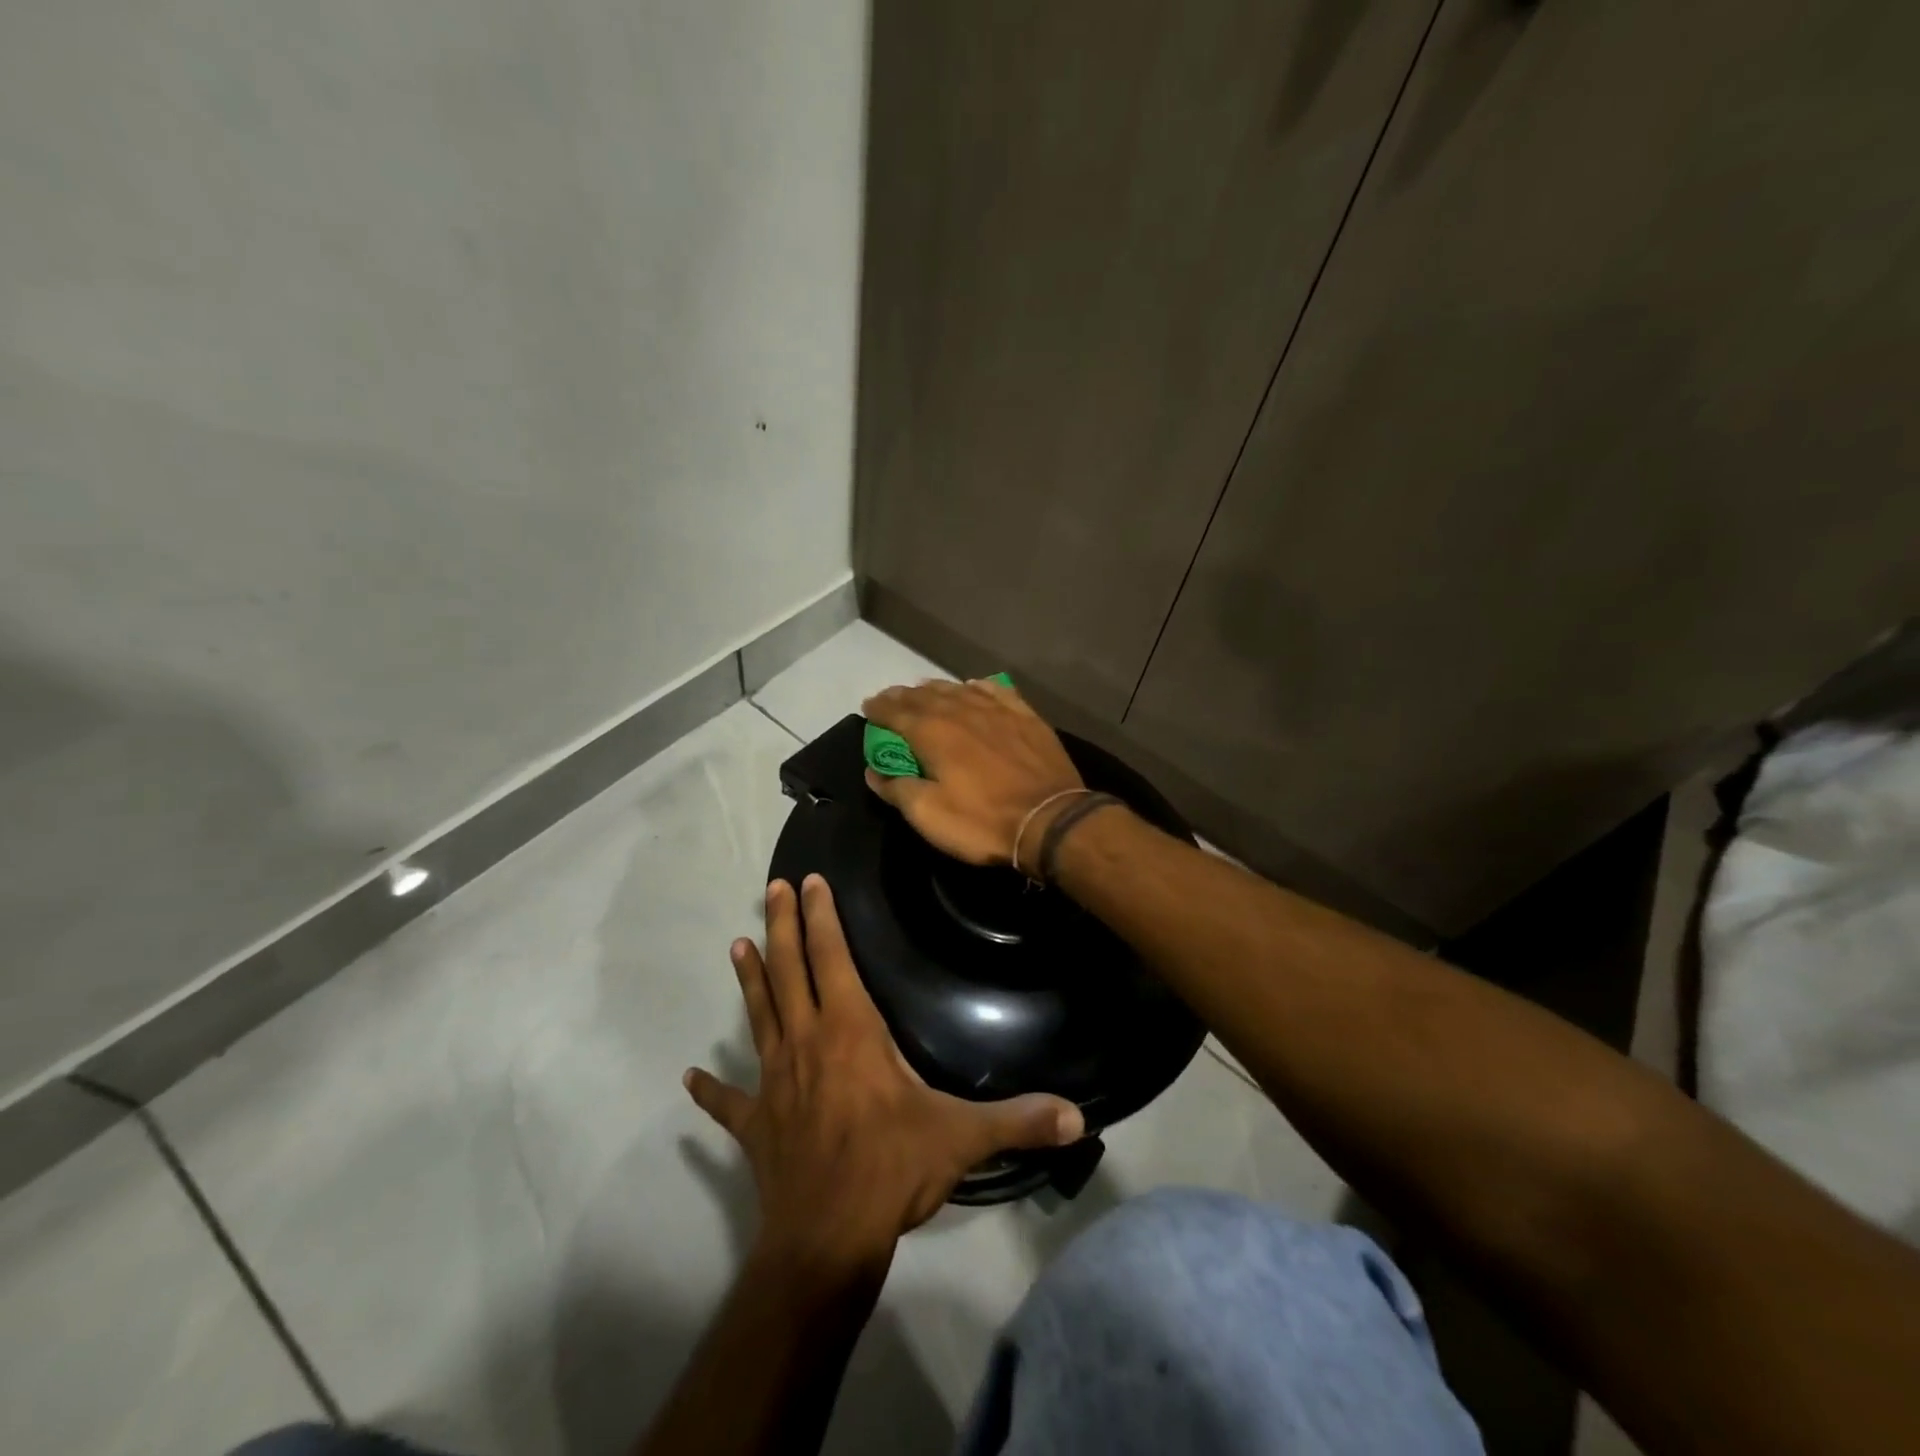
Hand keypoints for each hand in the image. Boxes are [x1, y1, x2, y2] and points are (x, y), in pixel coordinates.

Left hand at [685, 876, 1083, 1270]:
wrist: (826, 1239)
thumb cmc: (892, 1169)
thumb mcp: (962, 1138)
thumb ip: (1019, 1119)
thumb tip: (1079, 1116)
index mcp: (850, 1031)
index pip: (832, 958)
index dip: (821, 917)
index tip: (809, 881)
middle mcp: (806, 1042)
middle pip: (789, 970)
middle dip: (783, 925)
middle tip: (772, 888)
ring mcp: (774, 1082)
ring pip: (759, 1015)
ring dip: (749, 979)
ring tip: (736, 944)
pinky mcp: (757, 1124)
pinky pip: (729, 1103)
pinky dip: (710, 1090)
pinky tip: (689, 1077)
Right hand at [861, 678, 1083, 874]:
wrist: (1050, 819)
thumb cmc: (982, 821)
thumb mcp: (929, 815)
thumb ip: (897, 788)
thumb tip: (873, 771)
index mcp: (933, 733)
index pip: (896, 713)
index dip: (879, 709)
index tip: (867, 707)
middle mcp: (962, 711)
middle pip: (925, 696)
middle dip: (903, 696)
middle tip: (890, 697)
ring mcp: (997, 710)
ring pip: (959, 689)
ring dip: (936, 689)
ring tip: (924, 690)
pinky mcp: (1026, 717)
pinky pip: (996, 691)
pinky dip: (977, 687)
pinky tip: (973, 686)